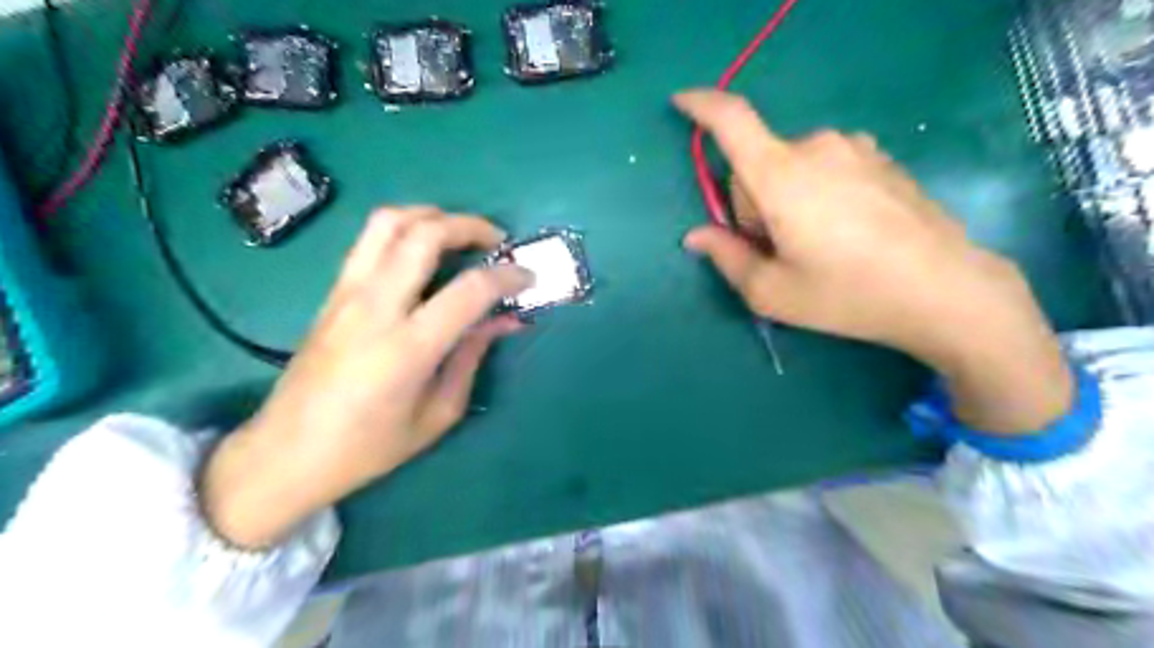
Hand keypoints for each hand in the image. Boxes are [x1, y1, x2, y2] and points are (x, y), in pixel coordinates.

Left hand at [200, 208, 530, 545]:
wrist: (286, 452)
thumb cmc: (368, 447)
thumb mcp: (438, 413)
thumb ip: (472, 357)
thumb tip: (505, 319)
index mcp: (408, 348)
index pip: (470, 289)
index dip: (507, 276)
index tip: (527, 277)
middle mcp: (375, 307)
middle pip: (425, 234)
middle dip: (470, 226)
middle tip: (497, 242)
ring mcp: (347, 293)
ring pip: (389, 222)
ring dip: (433, 216)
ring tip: (460, 234)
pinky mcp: (332, 292)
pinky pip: (370, 240)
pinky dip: (405, 230)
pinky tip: (424, 251)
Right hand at [679, 88, 1071, 435]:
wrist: (945, 290)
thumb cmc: (847, 294)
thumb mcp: (772, 291)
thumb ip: (726, 258)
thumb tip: (696, 237)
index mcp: (781, 176)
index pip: (732, 121)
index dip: (702, 106)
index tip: (682, 102)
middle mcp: (816, 146)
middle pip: (758, 164)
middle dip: (753, 203)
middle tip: (778, 249)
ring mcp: (854, 148)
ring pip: (791, 165)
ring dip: (786, 197)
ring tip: (816, 243)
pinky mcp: (880, 158)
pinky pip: (825, 166)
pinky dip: (817, 191)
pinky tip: (847, 231)